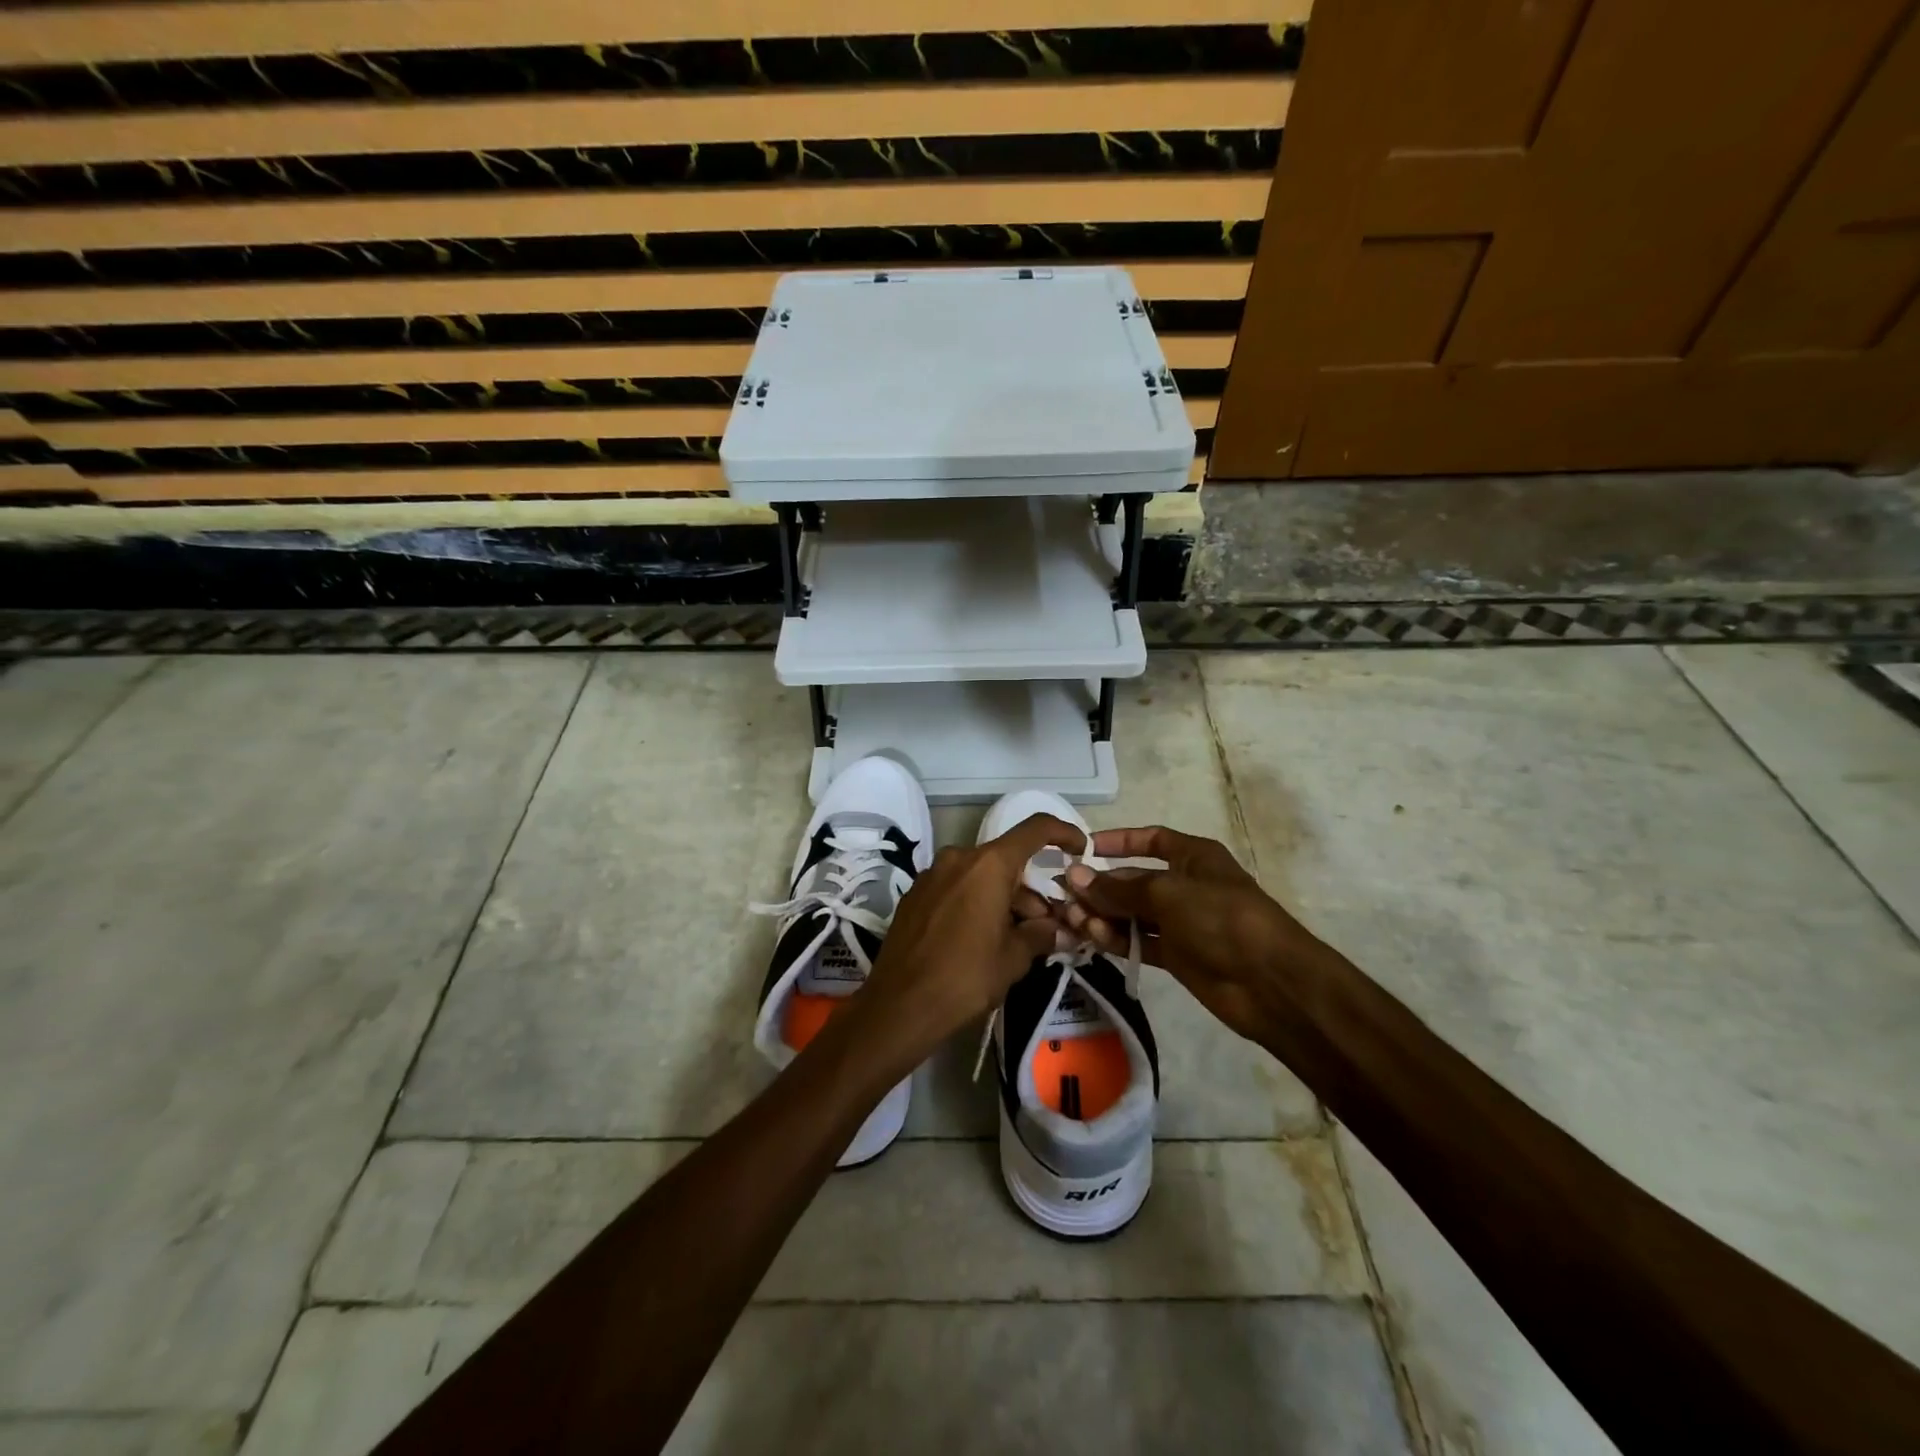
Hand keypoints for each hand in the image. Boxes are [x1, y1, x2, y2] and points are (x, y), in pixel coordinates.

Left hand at [850, 814, 1085, 1073]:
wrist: (899, 1006)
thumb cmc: (965, 978)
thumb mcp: (1014, 958)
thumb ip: (1041, 935)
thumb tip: (1059, 929)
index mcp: (988, 865)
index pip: (1035, 829)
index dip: (1063, 832)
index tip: (1080, 849)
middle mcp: (958, 858)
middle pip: (1006, 860)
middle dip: (1031, 887)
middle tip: (1049, 923)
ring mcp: (931, 875)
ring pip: (980, 875)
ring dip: (1003, 898)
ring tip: (1018, 937)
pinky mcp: (914, 896)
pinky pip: (956, 888)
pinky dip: (975, 902)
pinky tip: (981, 938)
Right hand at [1059, 826, 1325, 1045]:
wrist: (1271, 983)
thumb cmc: (1222, 919)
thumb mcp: (1168, 893)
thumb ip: (1118, 888)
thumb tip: (1074, 876)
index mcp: (1193, 857)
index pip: (1151, 839)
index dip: (1118, 841)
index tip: (1083, 848)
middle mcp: (1185, 885)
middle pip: (1134, 879)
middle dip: (1100, 886)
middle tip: (1063, 894)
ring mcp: (1181, 922)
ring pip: (1132, 913)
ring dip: (1103, 915)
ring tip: (1073, 920)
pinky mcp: (1177, 956)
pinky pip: (1139, 941)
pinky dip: (1116, 939)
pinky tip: (1093, 938)